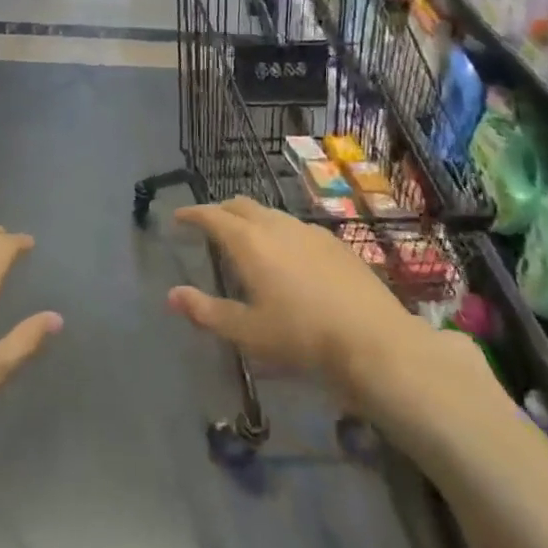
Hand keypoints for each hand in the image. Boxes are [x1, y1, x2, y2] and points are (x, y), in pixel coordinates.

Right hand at [167, 197, 504, 465]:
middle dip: (220, 210)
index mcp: (249, 242)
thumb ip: (207, 312)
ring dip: (250, 219)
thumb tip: (172, 295)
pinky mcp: (335, 243)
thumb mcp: (248, 333)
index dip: (192, 214)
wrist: (375, 342)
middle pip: (241, 206)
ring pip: (270, 214)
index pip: (212, 216)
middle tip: (208, 224)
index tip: (178, 217)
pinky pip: (295, 227)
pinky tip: (286, 255)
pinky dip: (277, 231)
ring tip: (244, 239)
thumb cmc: (303, 338)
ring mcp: (309, 231)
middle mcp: (277, 226)